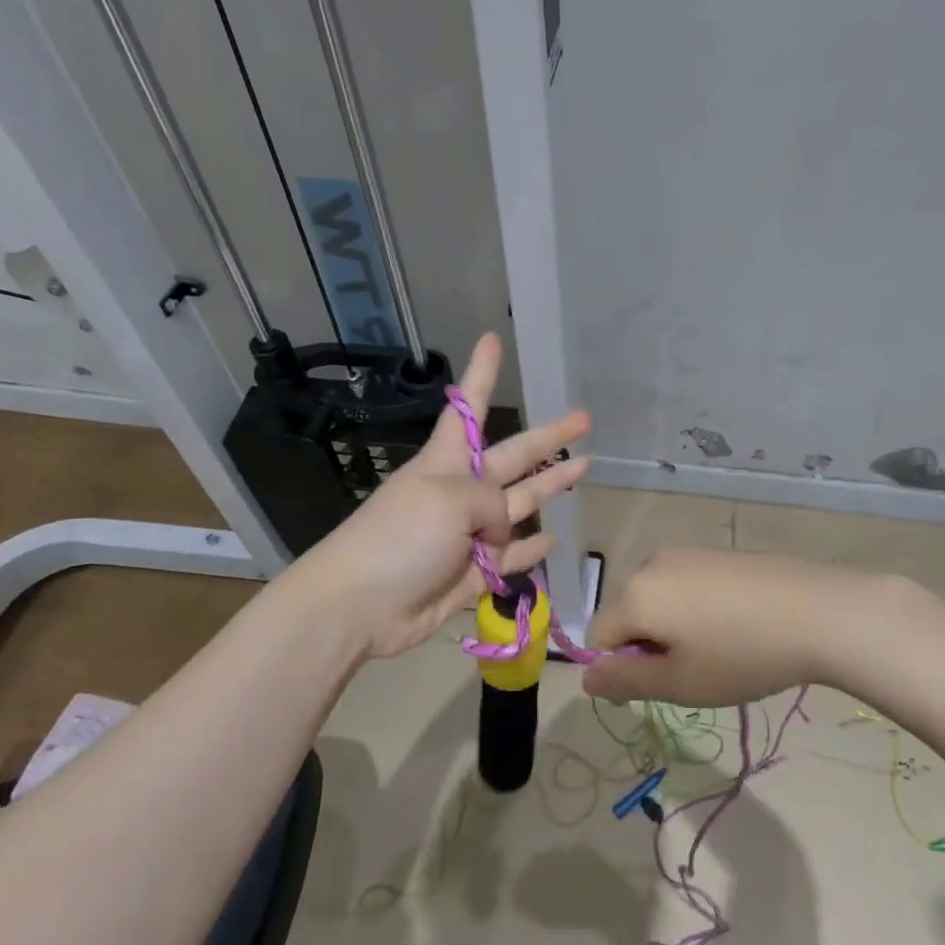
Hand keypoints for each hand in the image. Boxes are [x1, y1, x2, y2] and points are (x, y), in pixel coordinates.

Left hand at [298, 333, 589, 659]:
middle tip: (583, 418)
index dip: (482, 373)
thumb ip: (492, 503)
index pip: (470, 406)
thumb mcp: (448, 501)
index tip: (491, 338)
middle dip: (548, 438)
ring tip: (585, 468)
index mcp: (447, 462)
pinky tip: (551, 540)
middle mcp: (461, 491)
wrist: (359, 606)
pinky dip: (530, 552)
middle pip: (513, 456)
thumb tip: (505, 530)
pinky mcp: (471, 574)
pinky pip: (510, 559)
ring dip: (550, 487)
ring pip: (520, 506)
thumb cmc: (399, 537)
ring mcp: (468, 534)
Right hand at [583, 549, 903, 706]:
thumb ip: (625, 681)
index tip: (660, 687)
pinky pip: (687, 585)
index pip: (598, 635)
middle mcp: (653, 564)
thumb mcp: (679, 683)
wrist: (819, 611)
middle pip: (628, 613)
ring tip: (719, 650)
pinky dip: (697, 609)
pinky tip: (737, 626)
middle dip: (646, 645)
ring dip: (672, 628)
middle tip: (693, 672)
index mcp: (635, 594)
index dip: (618, 667)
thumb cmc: (741, 655)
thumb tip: (587, 677)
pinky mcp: (718, 552)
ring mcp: (688, 553)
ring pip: (659, 599)